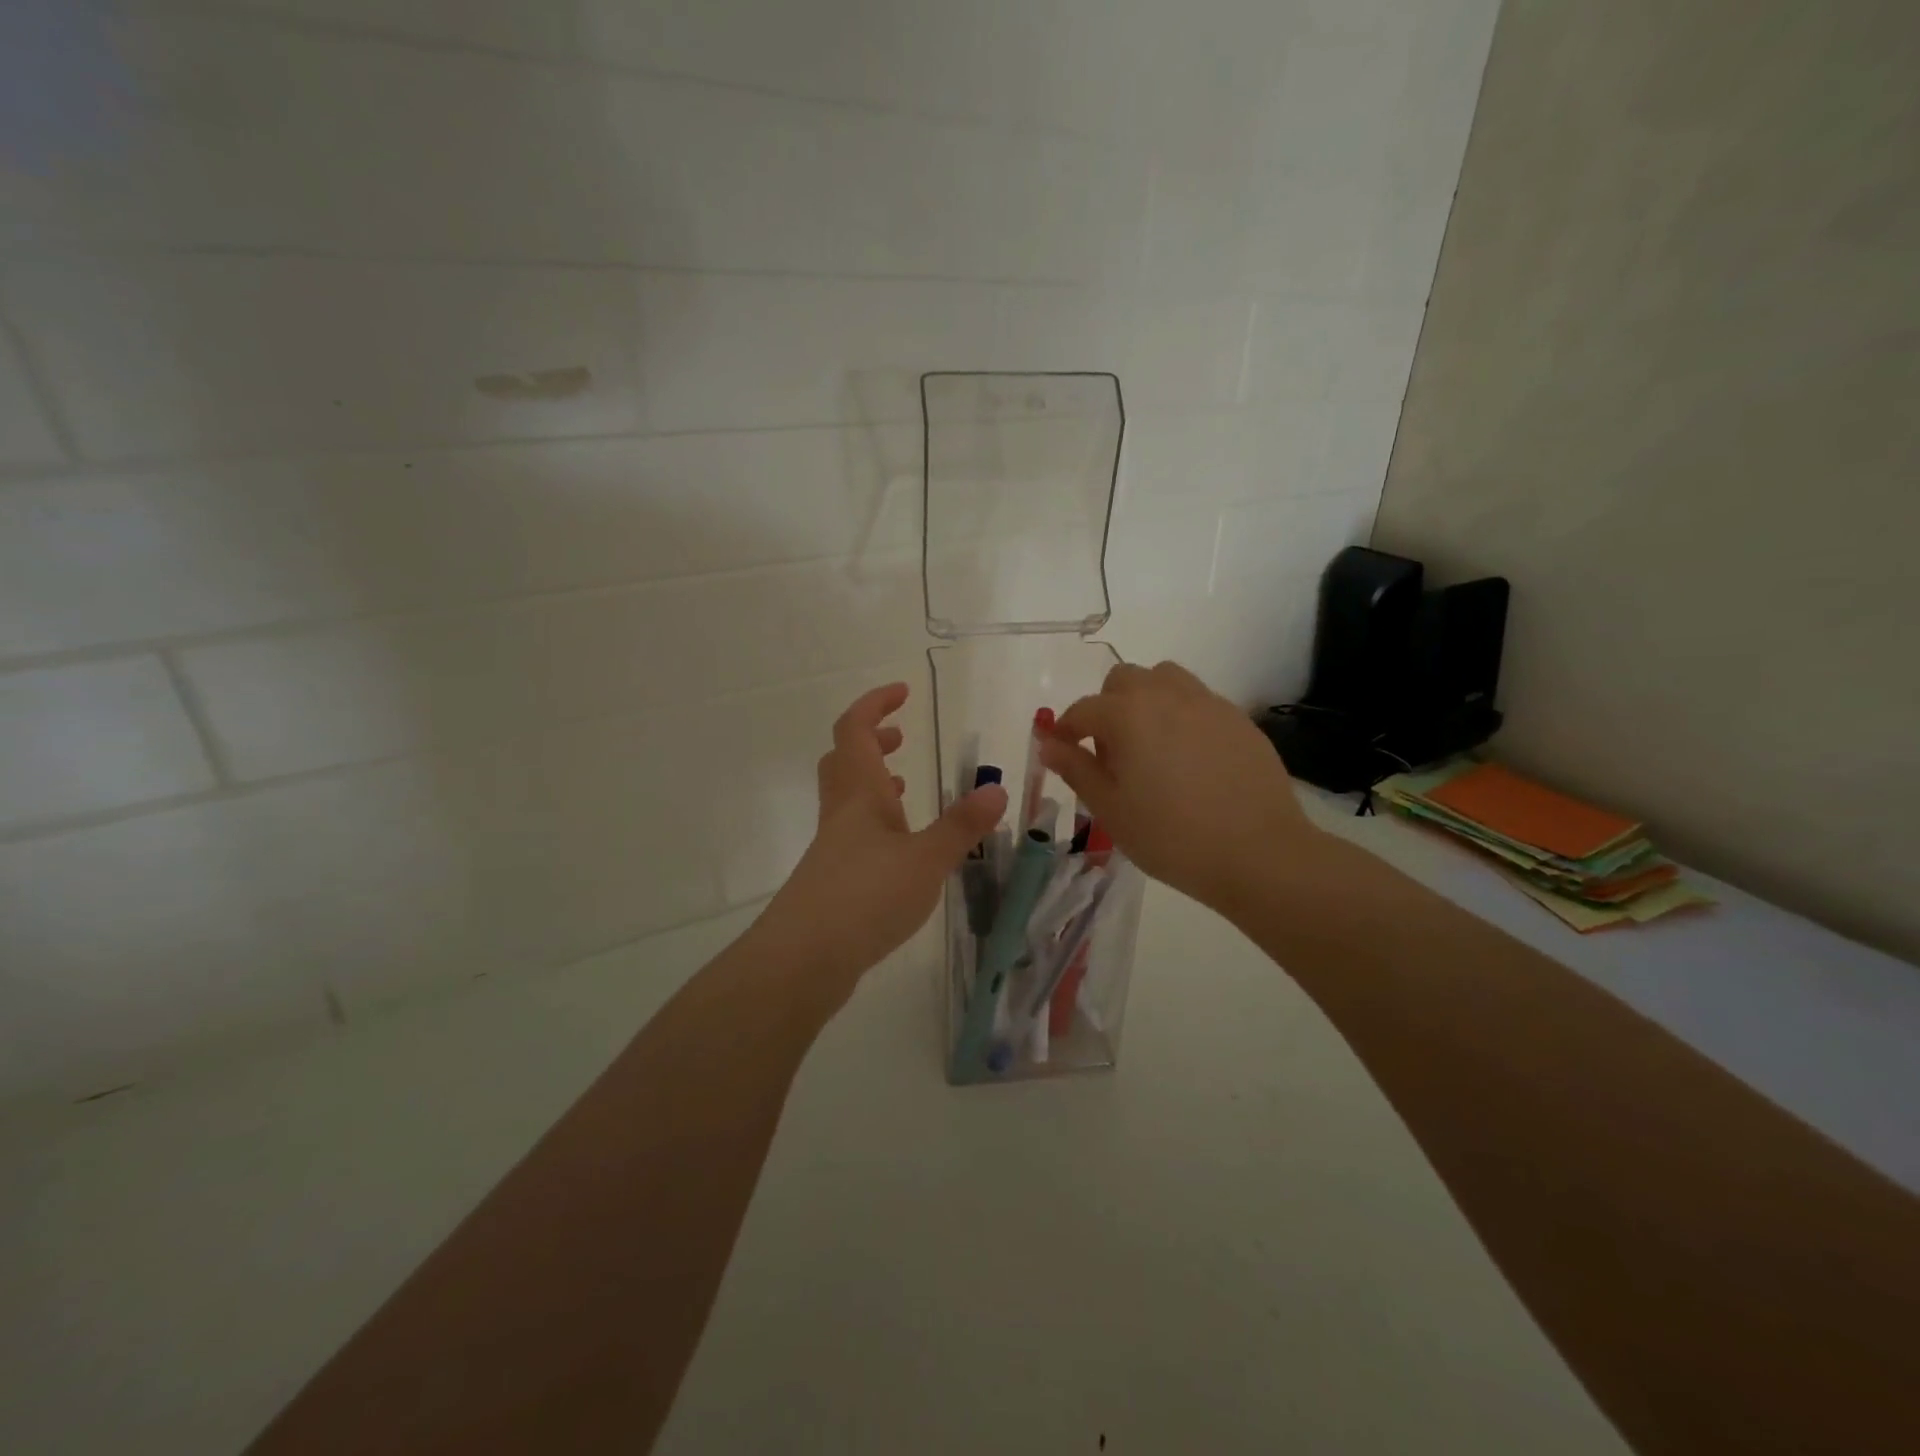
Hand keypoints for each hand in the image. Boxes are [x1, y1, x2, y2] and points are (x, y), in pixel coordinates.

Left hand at [757, 682, 1007, 995]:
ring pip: (847, 797)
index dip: (875, 704)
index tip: (903, 692)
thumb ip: (962, 826)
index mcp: (860, 792)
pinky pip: (852, 832)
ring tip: (905, 786)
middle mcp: (841, 812)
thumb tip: (996, 789)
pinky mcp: (831, 878)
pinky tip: (898, 847)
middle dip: (871, 740)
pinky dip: (875, 822)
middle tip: (901, 737)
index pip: (854, 729)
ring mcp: (832, 846)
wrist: (804, 958)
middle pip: (844, 759)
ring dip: (873, 781)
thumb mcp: (926, 859)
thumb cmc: (866, 896)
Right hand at [1038, 661, 1319, 913]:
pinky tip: (1189, 758)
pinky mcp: (1237, 719)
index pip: (1083, 709)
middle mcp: (1166, 695)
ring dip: (1146, 700)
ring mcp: (1207, 703)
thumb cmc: (1170, 836)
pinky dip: (1181, 715)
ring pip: (1164, 679)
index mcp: (1127, 714)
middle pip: (1123, 680)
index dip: (1066, 730)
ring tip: (1150, 745)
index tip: (1063, 752)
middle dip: (1107, 707)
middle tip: (1111, 752)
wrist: (1257, 853)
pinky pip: (1198, 701)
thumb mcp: (1110, 809)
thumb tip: (1049, 744)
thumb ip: (1076, 769)